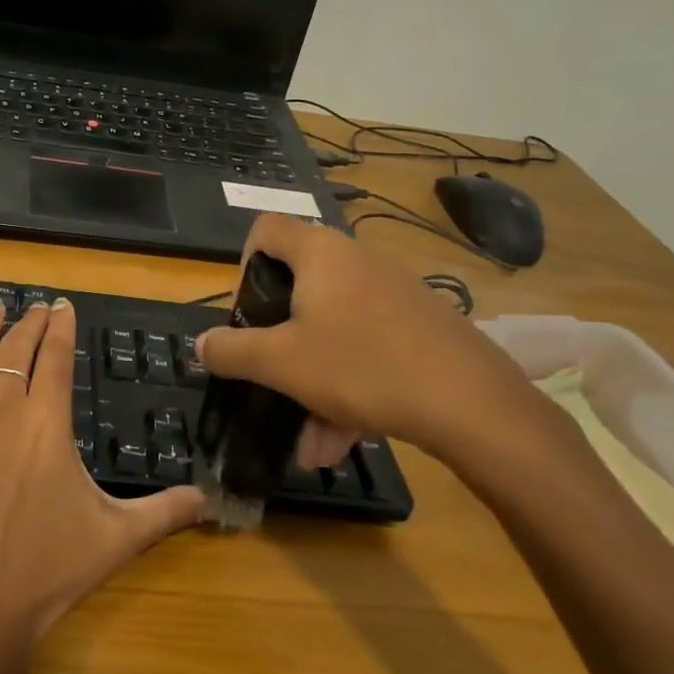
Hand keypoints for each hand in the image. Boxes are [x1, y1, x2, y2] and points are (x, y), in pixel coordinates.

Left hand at [0, 297, 205, 641]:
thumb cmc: (47, 571)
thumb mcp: (117, 538)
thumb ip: (165, 510)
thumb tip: (210, 499)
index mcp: (47, 421)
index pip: (57, 356)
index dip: (61, 327)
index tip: (63, 307)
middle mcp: (1, 406)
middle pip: (17, 348)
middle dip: (30, 323)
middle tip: (37, 308)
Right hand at [196, 215, 551, 470]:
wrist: (473, 403)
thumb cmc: (361, 366)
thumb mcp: (280, 363)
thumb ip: (231, 350)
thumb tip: (200, 344)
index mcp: (319, 253)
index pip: (266, 228)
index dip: (244, 263)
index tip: (247, 310)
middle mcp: (356, 260)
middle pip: (299, 287)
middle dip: (279, 342)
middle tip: (270, 374)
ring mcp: (393, 291)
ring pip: (333, 329)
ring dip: (312, 382)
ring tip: (310, 444)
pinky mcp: (420, 324)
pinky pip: (367, 346)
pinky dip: (348, 386)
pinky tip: (344, 439)